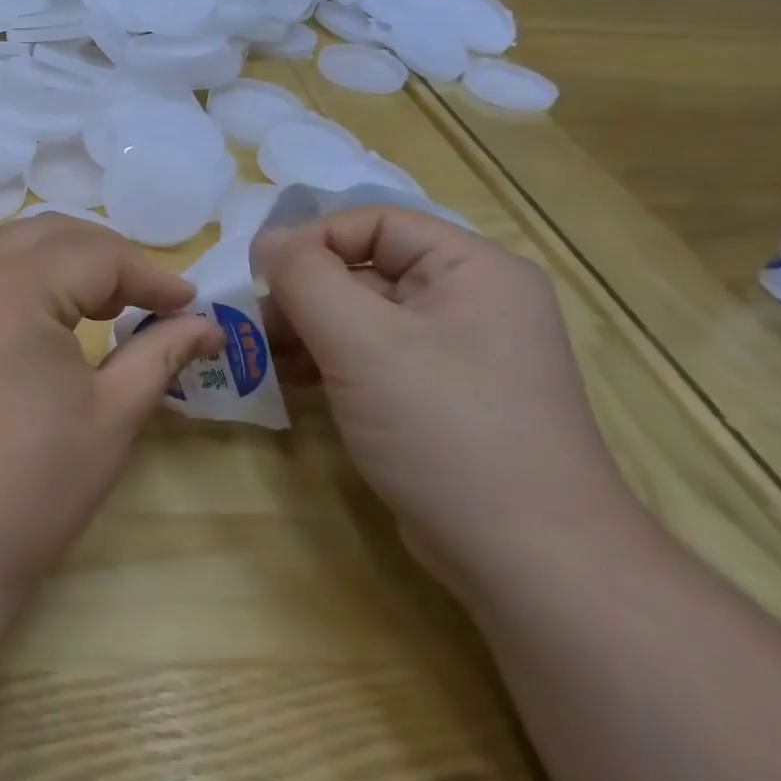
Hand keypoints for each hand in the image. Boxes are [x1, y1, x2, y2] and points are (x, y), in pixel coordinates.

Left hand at [0, 216, 223, 619]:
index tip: (189, 306)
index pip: (96, 254)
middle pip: (46, 235)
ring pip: (6, 253)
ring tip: (100, 310)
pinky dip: (19, 287)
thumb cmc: (27, 489)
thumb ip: (160, 354)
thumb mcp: (110, 417)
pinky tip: (41, 330)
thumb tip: (205, 324)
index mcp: (10, 288)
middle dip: (105, 257)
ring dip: (60, 267)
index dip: (151, 276)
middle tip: (145, 300)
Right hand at [251, 207, 640, 599]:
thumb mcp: (360, 341)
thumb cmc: (443, 428)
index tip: (259, 276)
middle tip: (253, 324)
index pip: (375, 223)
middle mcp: (470, 302)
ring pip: (362, 318)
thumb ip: (304, 277)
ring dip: (306, 330)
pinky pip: (371, 359)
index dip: (312, 240)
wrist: (526, 558)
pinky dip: (327, 362)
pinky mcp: (437, 399)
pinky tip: (289, 381)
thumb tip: (266, 240)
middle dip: (302, 293)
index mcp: (472, 269)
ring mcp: (456, 355)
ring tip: (261, 355)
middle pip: (365, 270)